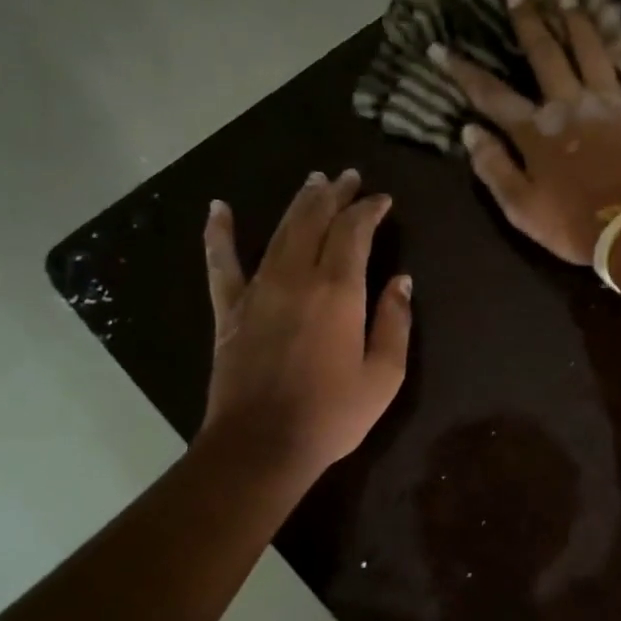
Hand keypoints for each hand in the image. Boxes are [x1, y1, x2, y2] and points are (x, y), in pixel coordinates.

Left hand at [201, 171, 411, 477]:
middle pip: (314, 221)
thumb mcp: (384, 375)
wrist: (263, 444)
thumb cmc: (333, 414)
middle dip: (334, 195)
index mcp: (338, 291)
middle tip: (348, 177)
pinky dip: (219, 233)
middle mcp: (297, 278)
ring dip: (298, 203)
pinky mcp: (230, 310)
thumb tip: (402, 281)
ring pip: (279, 231)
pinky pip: (221, 263)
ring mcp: (258, 290)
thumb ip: (395, 322)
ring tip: (313, 182)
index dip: (369, 210)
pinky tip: (219, 209)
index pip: (354, 232)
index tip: (382, 200)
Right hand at [434, 0, 620, 265]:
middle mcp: (571, 104)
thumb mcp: (521, 208)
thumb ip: (494, 168)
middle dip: (527, 23)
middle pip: (545, 54)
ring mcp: (611, 103)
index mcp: (536, 131)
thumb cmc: (573, 226)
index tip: (439, 47)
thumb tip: (470, 132)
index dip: (462, 70)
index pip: (491, 94)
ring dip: (579, 22)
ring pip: (593, 50)